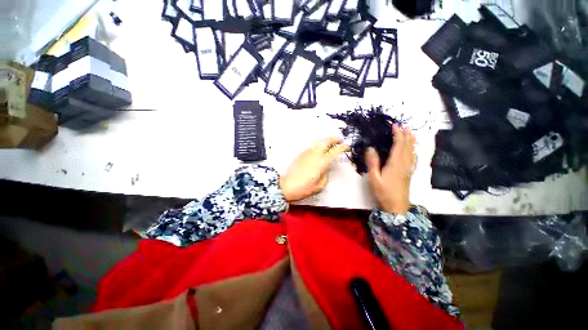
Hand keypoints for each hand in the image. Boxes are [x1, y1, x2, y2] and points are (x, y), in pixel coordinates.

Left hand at [280, 137, 349, 201]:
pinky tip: (320, 151)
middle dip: (334, 139)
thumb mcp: (320, 184)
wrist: (286, 186)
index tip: (348, 147)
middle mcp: (315, 153)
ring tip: (330, 145)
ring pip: (318, 142)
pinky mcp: (301, 154)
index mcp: (322, 161)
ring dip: (326, 141)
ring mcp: (307, 152)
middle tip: (339, 141)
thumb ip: (326, 173)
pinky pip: (312, 147)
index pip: (335, 151)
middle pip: (326, 141)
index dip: (343, 147)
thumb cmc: (304, 188)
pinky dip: (318, 146)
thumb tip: (326, 167)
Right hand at [365, 124, 416, 213]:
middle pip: (407, 147)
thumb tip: (371, 149)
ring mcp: (408, 169)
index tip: (395, 126)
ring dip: (411, 142)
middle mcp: (404, 165)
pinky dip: (413, 151)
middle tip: (404, 126)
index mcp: (395, 164)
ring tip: (411, 134)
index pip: (399, 146)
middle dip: (406, 135)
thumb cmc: (383, 193)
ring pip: (412, 152)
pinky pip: (413, 158)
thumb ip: (373, 163)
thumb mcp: (374, 179)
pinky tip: (412, 150)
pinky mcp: (408, 173)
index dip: (398, 135)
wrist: (396, 207)